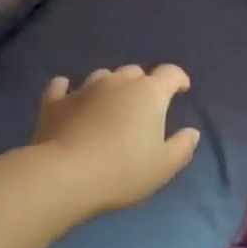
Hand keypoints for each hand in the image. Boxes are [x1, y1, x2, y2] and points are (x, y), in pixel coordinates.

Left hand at [30, 65, 201, 219]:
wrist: (66, 175)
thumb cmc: (124, 171)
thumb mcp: (164, 166)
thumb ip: (182, 147)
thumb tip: (191, 132)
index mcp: (149, 93)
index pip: (170, 73)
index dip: (178, 79)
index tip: (181, 90)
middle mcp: (117, 82)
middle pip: (135, 73)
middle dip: (142, 85)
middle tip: (143, 107)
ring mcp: (84, 88)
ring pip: (102, 77)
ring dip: (109, 87)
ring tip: (109, 106)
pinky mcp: (55, 102)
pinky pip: (62, 87)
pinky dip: (67, 89)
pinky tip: (66, 93)